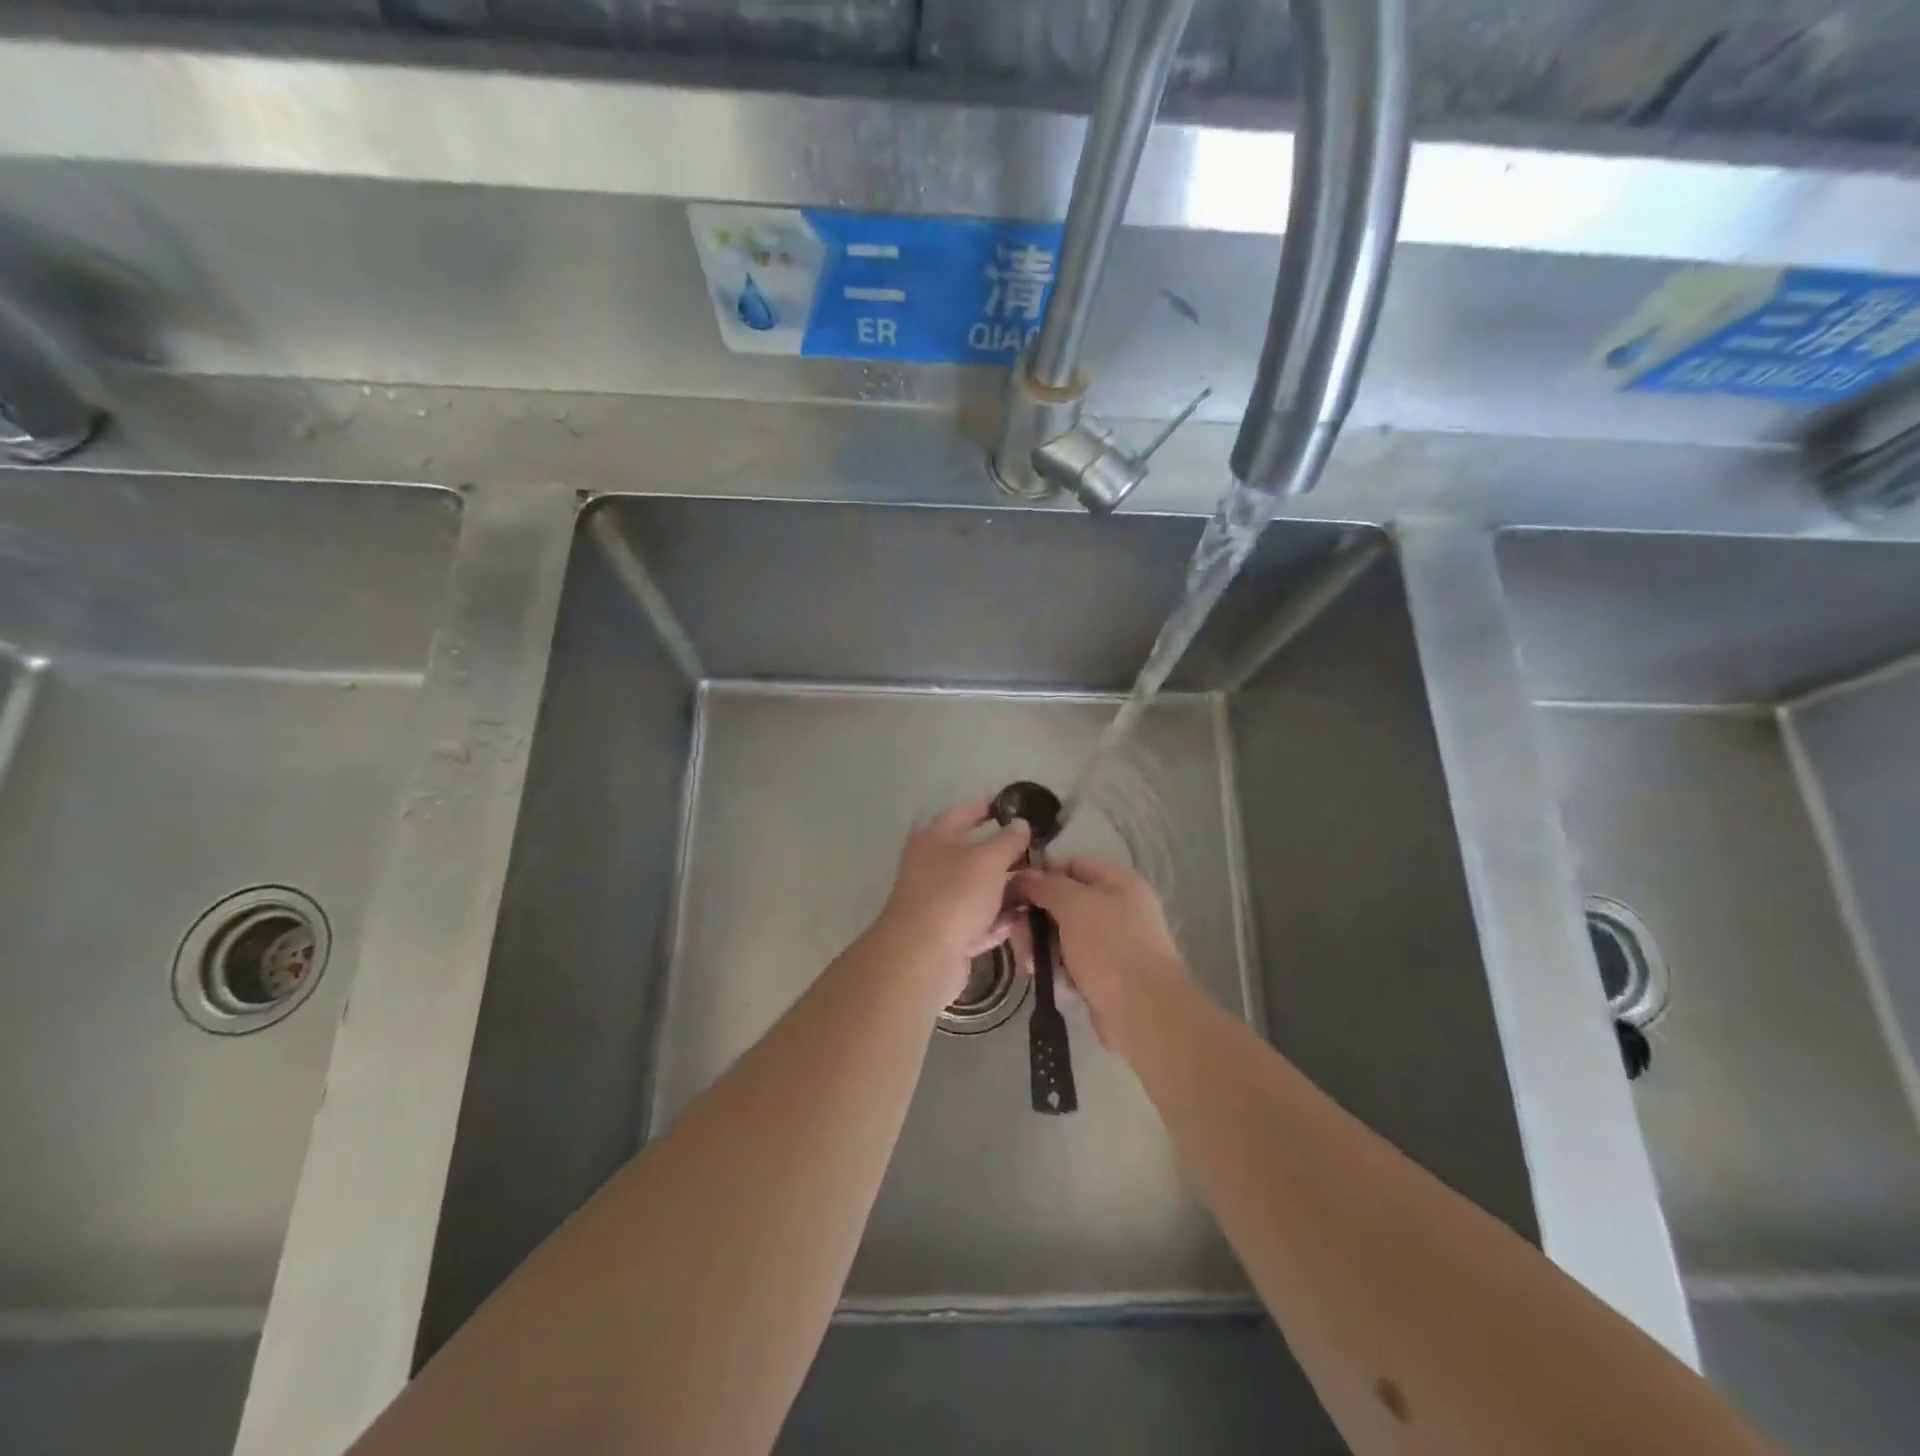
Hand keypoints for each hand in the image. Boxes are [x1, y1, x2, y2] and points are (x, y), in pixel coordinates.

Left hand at [875, 798, 1031, 1002]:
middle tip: (1036, 853)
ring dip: (1005, 890)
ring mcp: (938, 902)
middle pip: (972, 854)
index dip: (986, 806)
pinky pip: (977, 921)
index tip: (1011, 805)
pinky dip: (996, 920)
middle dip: (1004, 855)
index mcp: (934, 839)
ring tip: (1037, 888)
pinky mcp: (946, 934)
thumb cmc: (954, 895)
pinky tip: (1020, 920)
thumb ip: (1008, 840)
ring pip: (978, 890)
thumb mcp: (988, 860)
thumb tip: (1021, 824)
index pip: (962, 813)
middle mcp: (932, 866)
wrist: (922, 957)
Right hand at [1014, 856, 1187, 1051]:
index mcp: (1118, 881)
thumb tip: (1023, 875)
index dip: (1040, 874)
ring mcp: (1112, 941)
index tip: (1012, 890)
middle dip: (1036, 917)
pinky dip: (1058, 966)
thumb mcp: (1074, 905)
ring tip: (1030, 963)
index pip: (1071, 864)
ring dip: (1042, 945)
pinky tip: (1048, 977)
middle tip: (1016, 933)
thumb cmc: (1109, 946)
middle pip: (1064, 901)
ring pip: (1064, 932)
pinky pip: (1072, 960)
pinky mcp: (1105, 972)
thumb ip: (1046, 885)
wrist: (1143, 1009)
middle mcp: (1117, 906)